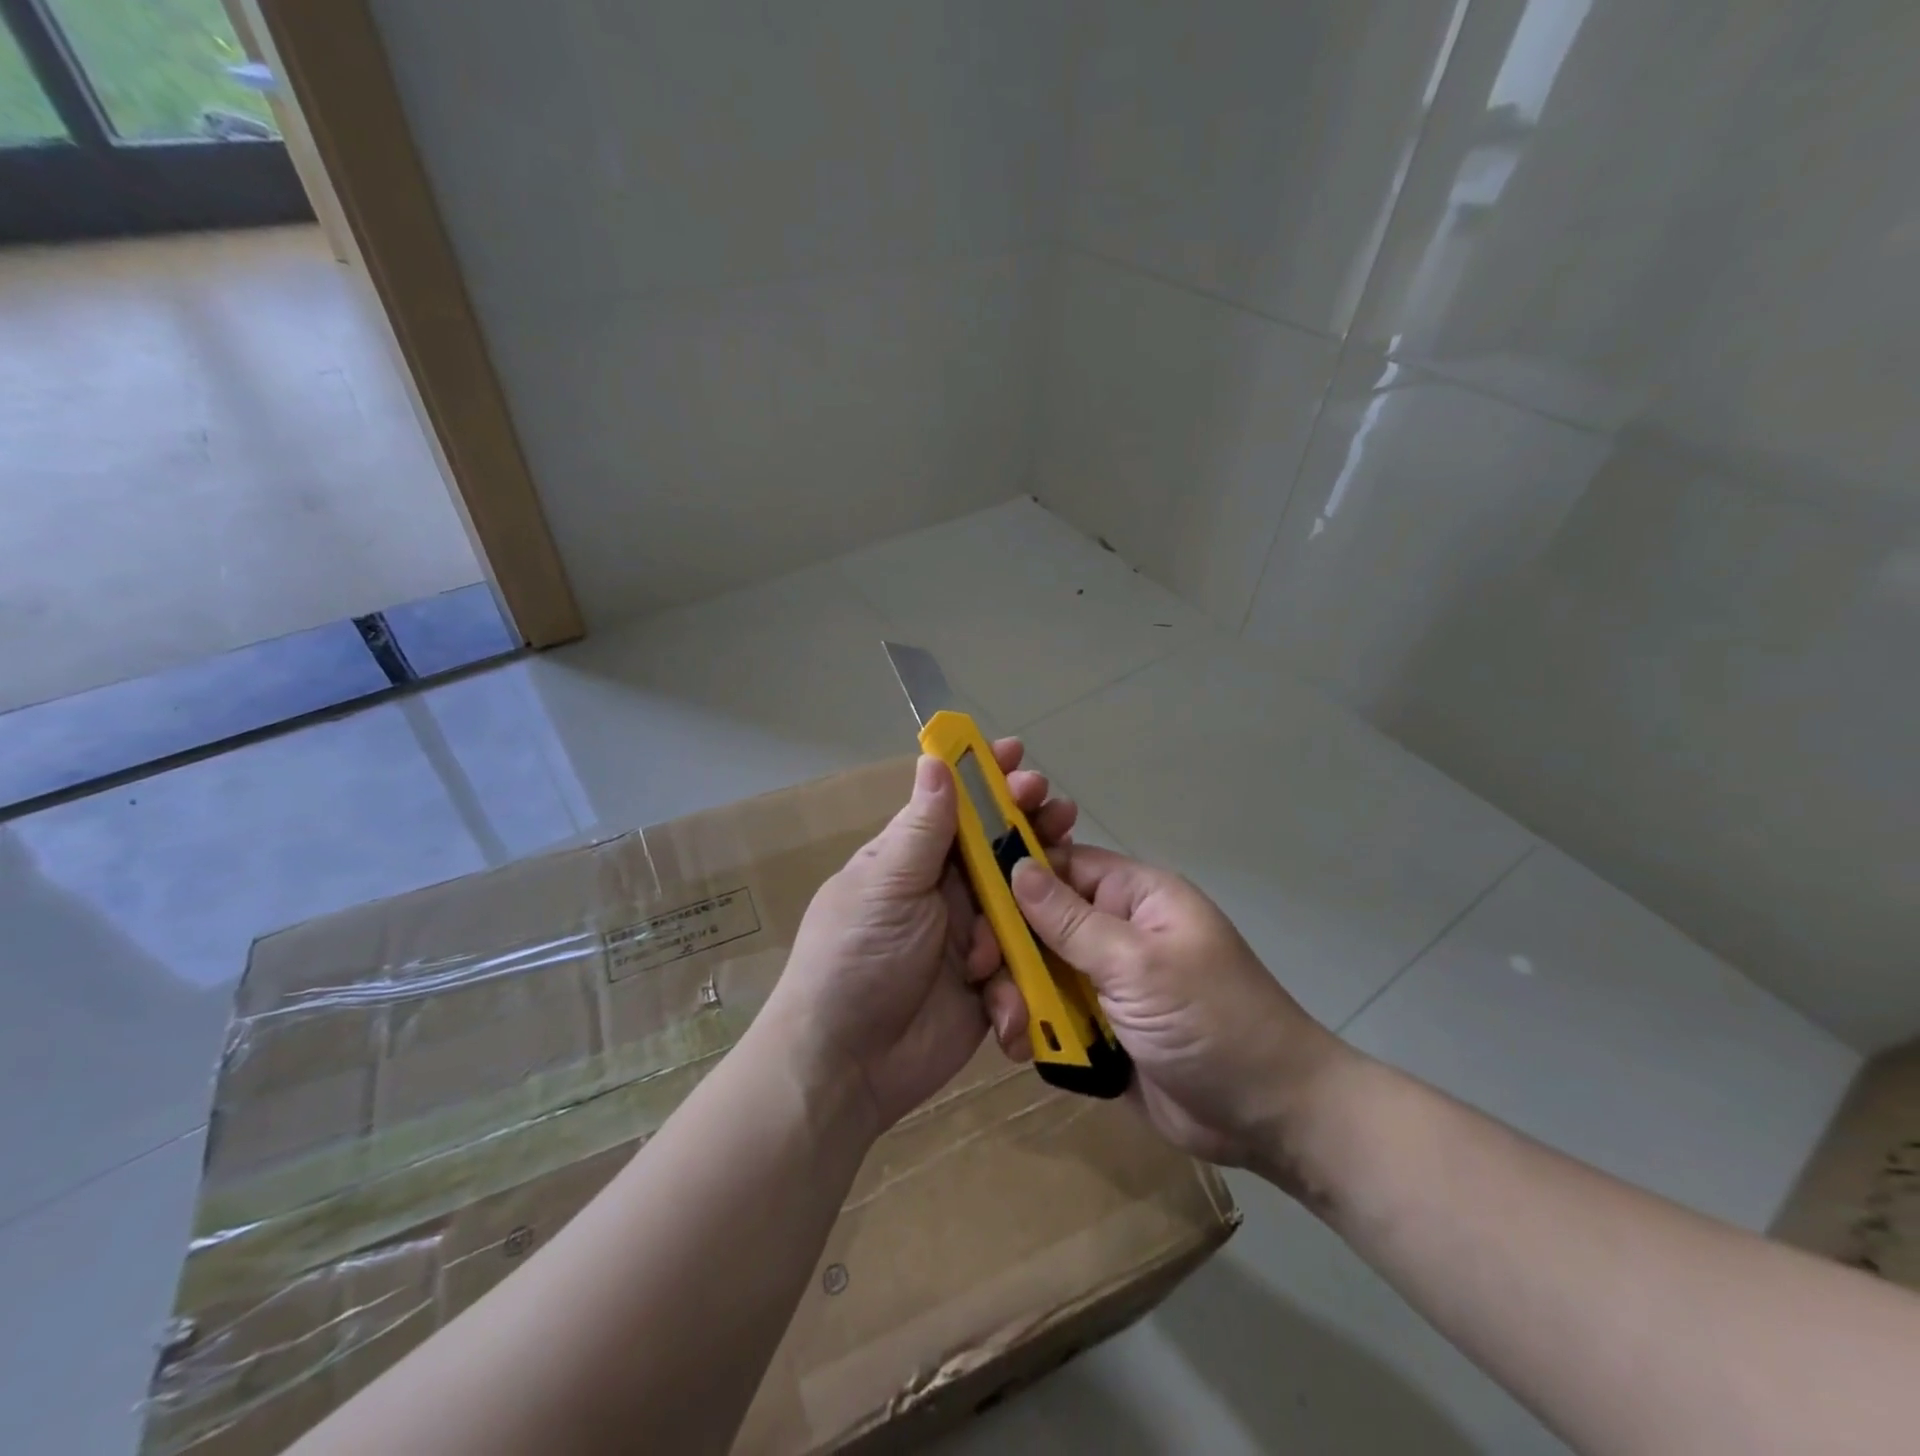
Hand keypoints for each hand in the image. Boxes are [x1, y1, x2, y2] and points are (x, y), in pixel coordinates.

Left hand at [767, 741, 1077, 1132]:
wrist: (844, 1067)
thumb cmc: (855, 959)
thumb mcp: (886, 885)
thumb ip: (921, 829)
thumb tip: (934, 758)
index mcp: (911, 861)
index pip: (955, 808)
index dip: (986, 779)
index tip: (1017, 754)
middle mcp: (943, 893)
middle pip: (998, 849)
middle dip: (1029, 826)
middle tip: (1057, 809)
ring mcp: (968, 938)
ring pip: (1019, 902)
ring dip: (1039, 890)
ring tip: (1064, 869)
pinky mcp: (987, 985)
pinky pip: (1021, 964)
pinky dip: (1023, 969)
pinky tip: (1017, 977)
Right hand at [1008, 848, 1349, 1177]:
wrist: (1268, 1118)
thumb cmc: (1212, 1021)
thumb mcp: (1138, 964)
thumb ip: (1071, 921)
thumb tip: (1016, 866)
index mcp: (1134, 897)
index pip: (1061, 866)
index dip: (1015, 877)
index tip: (971, 902)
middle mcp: (1115, 932)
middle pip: (1040, 922)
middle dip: (1009, 948)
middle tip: (981, 975)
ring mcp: (1106, 982)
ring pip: (1038, 971)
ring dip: (1018, 995)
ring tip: (1013, 1028)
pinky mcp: (1099, 1028)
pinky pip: (1050, 1015)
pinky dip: (1034, 1029)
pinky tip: (1024, 1048)